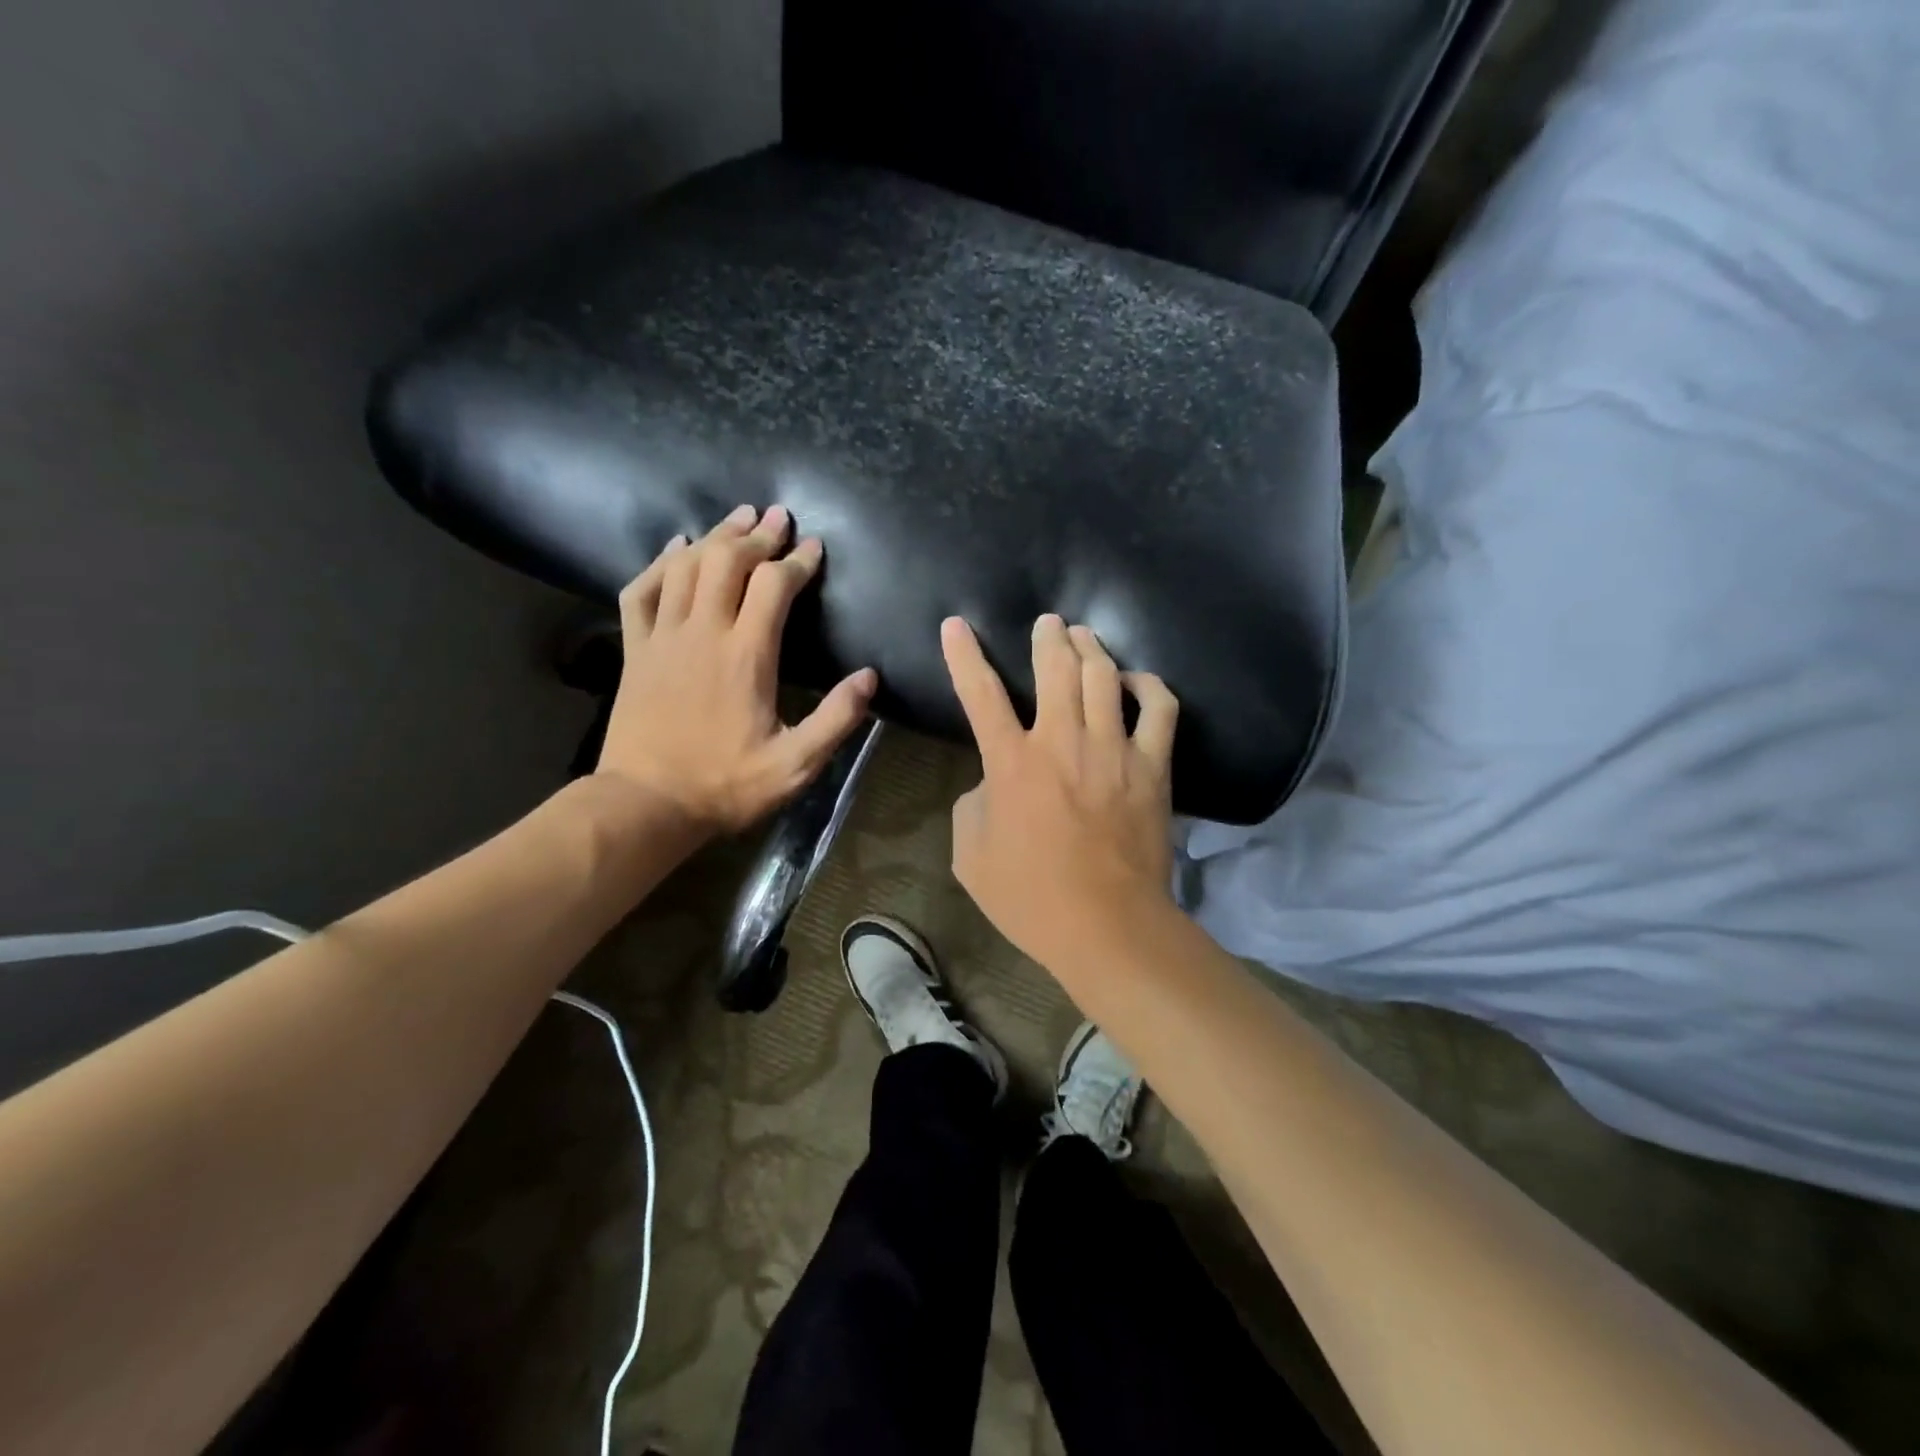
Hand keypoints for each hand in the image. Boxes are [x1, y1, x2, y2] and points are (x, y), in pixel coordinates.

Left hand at [595, 504, 877, 836]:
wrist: (646, 803)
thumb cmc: (725, 785)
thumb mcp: (794, 765)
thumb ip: (836, 719)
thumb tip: (869, 677)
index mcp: (746, 655)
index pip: (775, 586)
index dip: (798, 561)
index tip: (815, 547)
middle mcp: (703, 632)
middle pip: (728, 560)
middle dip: (757, 534)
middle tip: (779, 517)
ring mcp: (663, 637)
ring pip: (686, 566)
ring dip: (715, 536)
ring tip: (738, 518)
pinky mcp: (636, 650)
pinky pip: (641, 590)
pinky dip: (660, 562)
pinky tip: (675, 547)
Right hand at [942, 613, 1179, 970]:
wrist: (1106, 925)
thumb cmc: (1029, 896)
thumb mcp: (970, 855)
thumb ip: (973, 805)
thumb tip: (993, 783)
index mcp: (1011, 763)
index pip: (980, 694)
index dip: (963, 655)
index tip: (956, 624)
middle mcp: (1062, 742)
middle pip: (1055, 667)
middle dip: (1048, 636)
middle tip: (1048, 623)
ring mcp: (1113, 749)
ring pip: (1104, 676)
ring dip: (1091, 647)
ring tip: (1085, 636)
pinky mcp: (1152, 766)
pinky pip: (1159, 709)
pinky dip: (1149, 686)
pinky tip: (1137, 681)